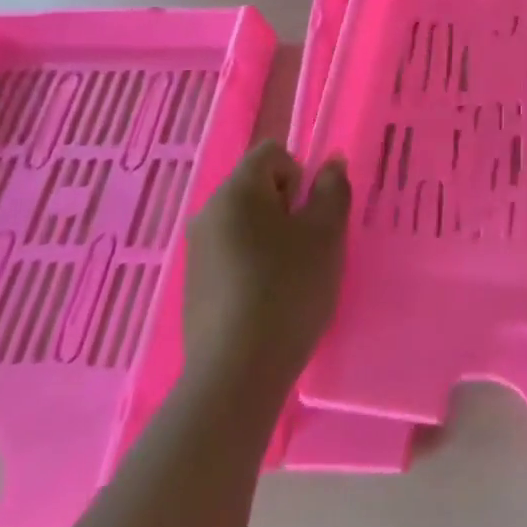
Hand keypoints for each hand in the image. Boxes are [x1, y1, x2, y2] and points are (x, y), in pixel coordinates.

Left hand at [183, 142, 350, 385]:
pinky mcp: (193, 286)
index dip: (299, 175)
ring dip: (271, 237)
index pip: (272, 153)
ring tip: (290, 278)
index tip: (310, 215)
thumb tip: (331, 162)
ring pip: (245, 223)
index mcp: (237, 190)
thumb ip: (333, 189)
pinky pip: (231, 255)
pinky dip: (252, 265)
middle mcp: (209, 212)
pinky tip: (267, 301)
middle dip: (287, 208)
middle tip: (307, 247)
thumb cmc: (288, 289)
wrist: (237, 373)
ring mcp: (196, 251)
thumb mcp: (327, 234)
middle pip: (256, 187)